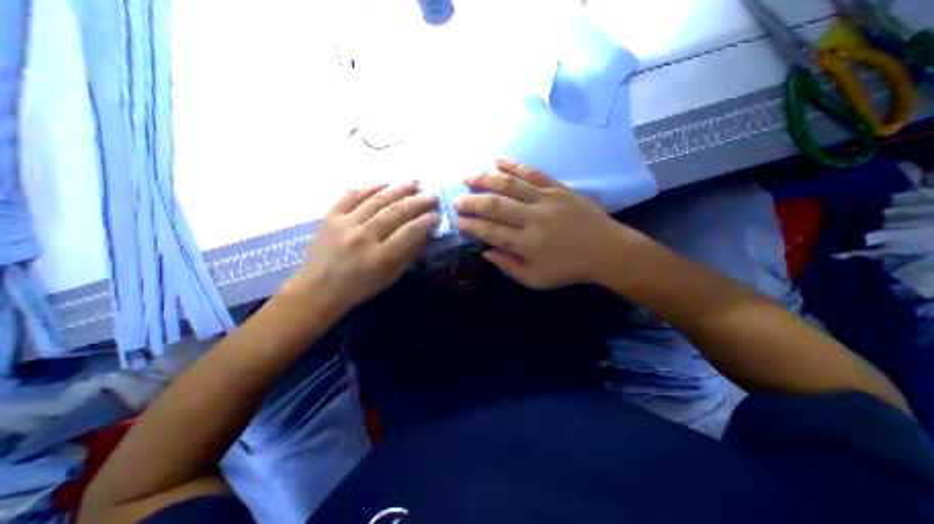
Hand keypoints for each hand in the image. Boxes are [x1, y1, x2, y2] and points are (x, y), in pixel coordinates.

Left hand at [289, 183, 437, 315]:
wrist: (319, 289)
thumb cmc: (361, 287)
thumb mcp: (390, 277)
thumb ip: (409, 254)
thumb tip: (425, 233)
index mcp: (380, 258)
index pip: (409, 232)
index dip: (426, 221)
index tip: (437, 214)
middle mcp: (363, 238)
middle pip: (395, 213)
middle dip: (418, 202)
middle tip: (432, 195)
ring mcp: (344, 225)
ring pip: (376, 201)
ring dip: (398, 190)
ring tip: (414, 182)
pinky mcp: (330, 217)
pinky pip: (351, 196)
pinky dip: (369, 187)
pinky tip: (385, 182)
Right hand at [454, 161, 634, 287]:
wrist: (607, 251)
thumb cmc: (569, 269)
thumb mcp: (536, 280)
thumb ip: (509, 266)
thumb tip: (486, 251)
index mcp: (527, 244)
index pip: (491, 231)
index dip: (472, 225)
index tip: (457, 221)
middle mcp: (533, 218)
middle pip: (496, 205)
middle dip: (472, 202)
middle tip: (456, 200)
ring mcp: (546, 200)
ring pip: (510, 185)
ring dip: (486, 179)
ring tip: (469, 177)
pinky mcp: (558, 188)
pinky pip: (533, 173)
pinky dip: (514, 166)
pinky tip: (498, 161)